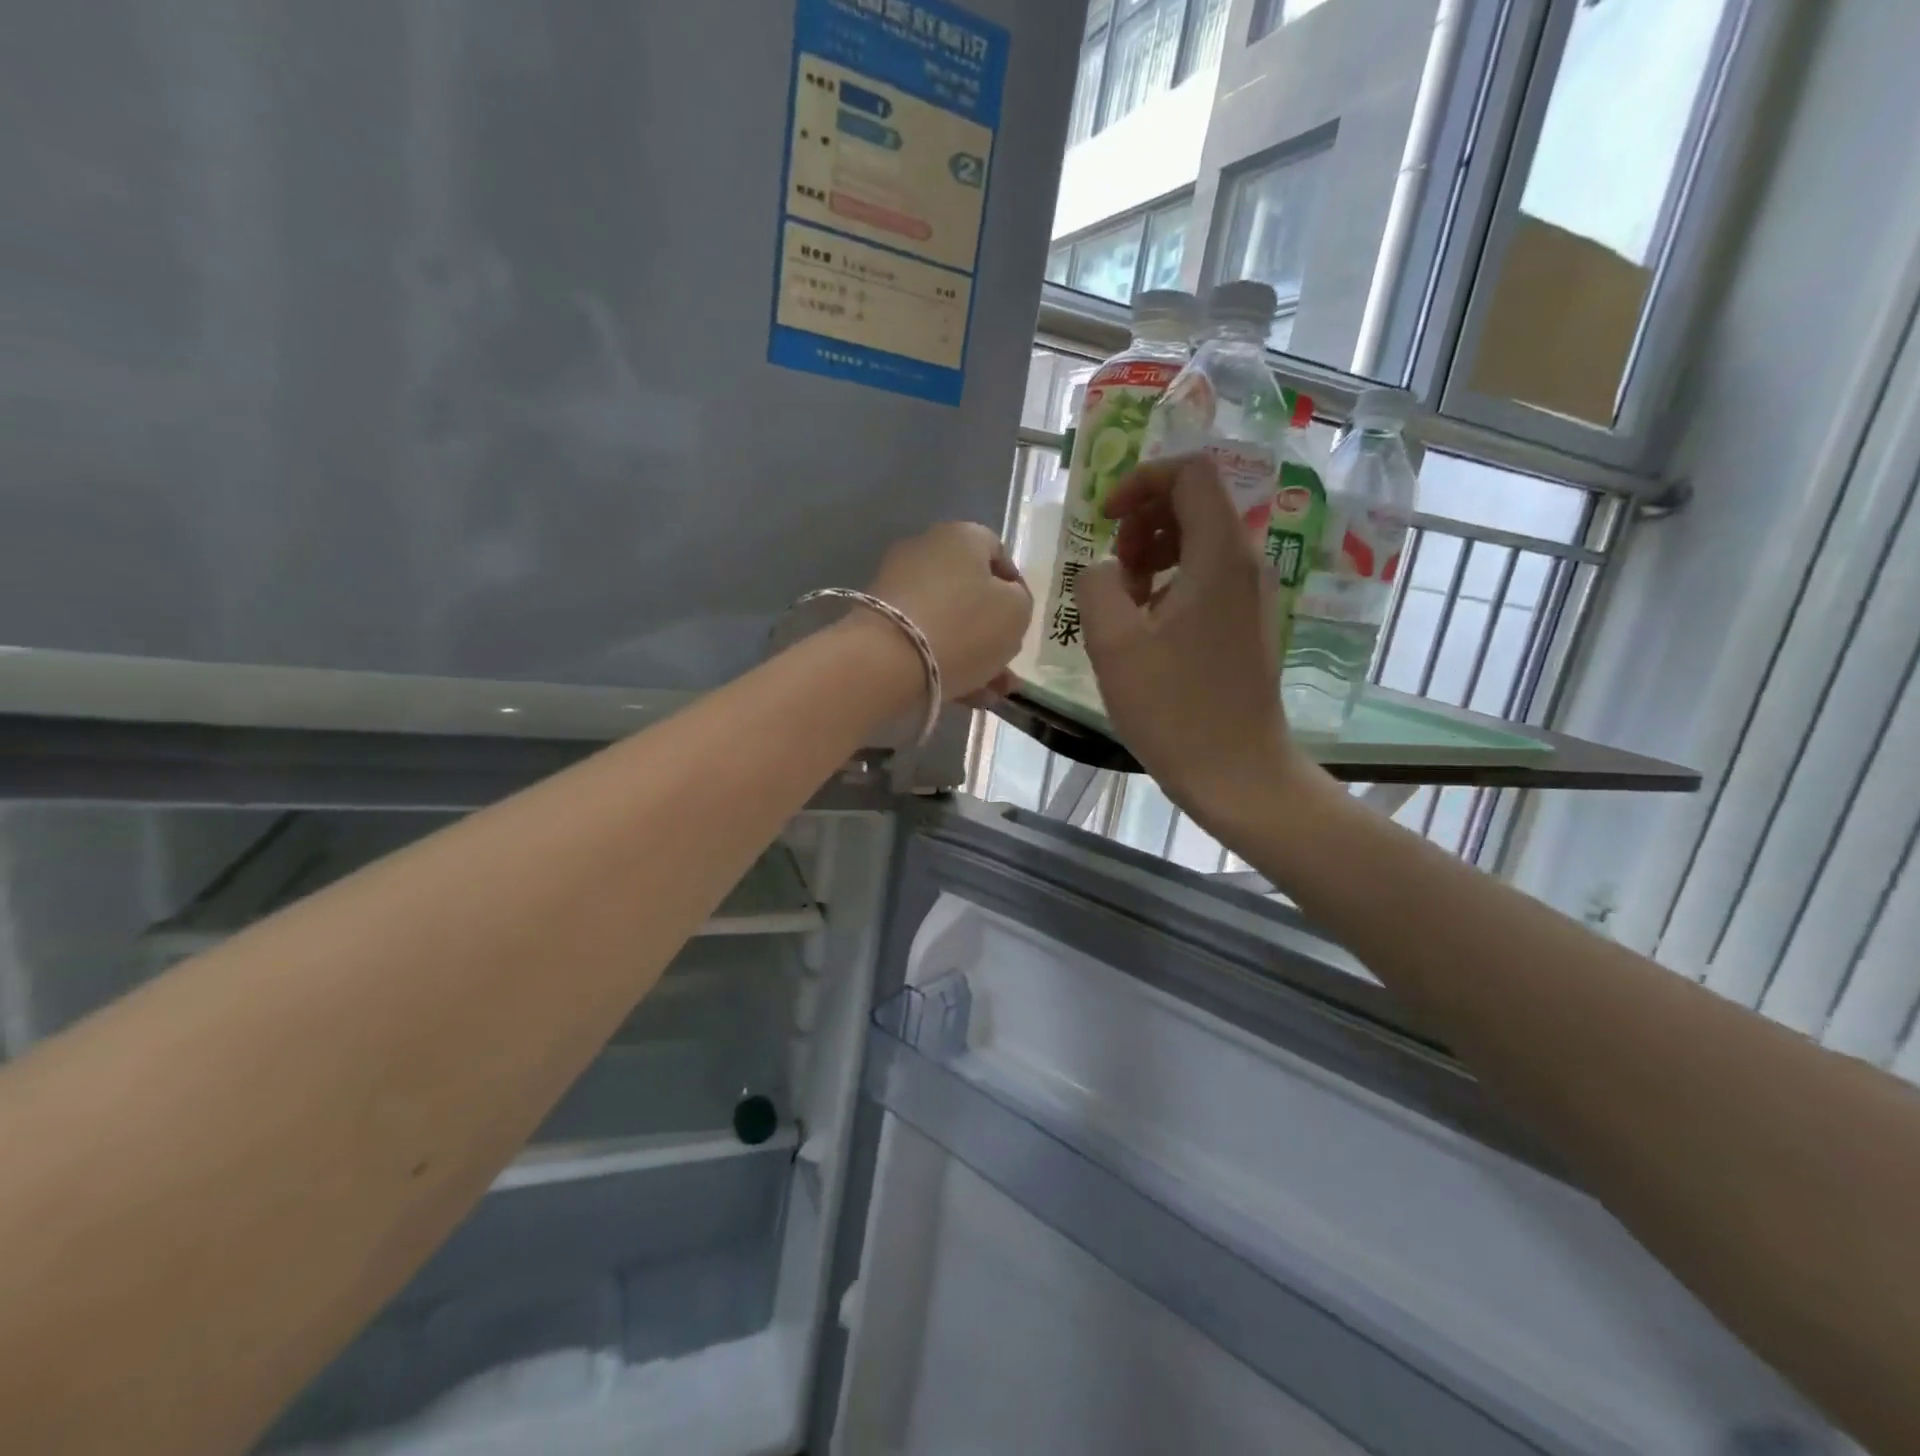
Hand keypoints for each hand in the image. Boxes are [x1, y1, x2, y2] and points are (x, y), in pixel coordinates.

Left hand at [865, 521, 1031, 701]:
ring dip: (973, 655)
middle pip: (970, 592)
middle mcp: (925, 551)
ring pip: (948, 621)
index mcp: (961, 536)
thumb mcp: (1016, 613)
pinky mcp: (878, 621)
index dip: (1015, 587)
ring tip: (992, 692)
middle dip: (992, 632)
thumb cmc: (963, 628)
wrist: (887, 663)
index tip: (1021, 620)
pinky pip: (923, 639)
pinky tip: (965, 695)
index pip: (997, 552)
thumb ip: (1019, 602)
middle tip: (1007, 664)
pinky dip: (944, 662)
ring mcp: (897, 586)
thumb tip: (1005, 602)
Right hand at [1079, 455, 1311, 821]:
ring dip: (1153, 553)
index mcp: (1219, 555)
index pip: (1190, 473)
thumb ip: (1096, 585)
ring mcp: (1251, 595)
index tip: (1105, 519)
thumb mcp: (1114, 643)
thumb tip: (1105, 570)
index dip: (1141, 482)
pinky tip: (1146, 626)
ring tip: (1122, 598)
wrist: (1236, 771)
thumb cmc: (1173, 707)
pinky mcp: (1247, 623)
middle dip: (1144, 519)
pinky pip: (1207, 577)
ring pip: (1200, 542)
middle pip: (1196, 503)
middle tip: (1112, 566)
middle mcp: (1246, 563)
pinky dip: (1171, 581)